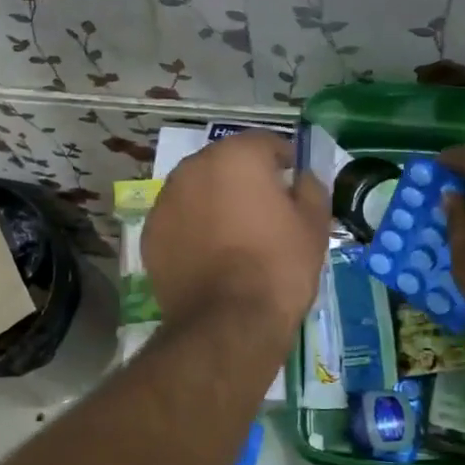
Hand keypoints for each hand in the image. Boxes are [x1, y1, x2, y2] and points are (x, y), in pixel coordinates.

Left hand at [144, 132, 330, 335]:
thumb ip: (310, 189)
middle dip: (244, 178)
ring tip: (234, 233)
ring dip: (215, 200)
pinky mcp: (151, 232)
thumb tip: (301, 178)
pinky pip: (180, 218)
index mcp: (236, 156)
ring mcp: (166, 199)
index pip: (265, 142)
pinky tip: (209, 253)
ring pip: (198, 189)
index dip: (284, 160)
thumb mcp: (314, 225)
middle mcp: (194, 167)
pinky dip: (193, 226)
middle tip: (264, 209)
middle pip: (226, 163)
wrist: (228, 322)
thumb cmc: (279, 266)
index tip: (293, 182)